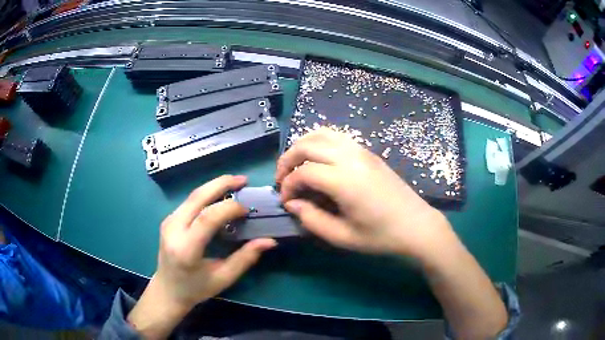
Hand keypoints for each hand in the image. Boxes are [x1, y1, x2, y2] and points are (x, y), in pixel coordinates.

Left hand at [127, 175, 276, 338]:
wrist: (167, 290)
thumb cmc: (196, 289)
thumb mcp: (223, 278)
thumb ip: (245, 258)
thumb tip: (269, 241)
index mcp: (186, 248)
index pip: (207, 218)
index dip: (229, 208)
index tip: (247, 210)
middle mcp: (173, 229)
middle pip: (197, 197)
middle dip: (221, 184)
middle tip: (243, 180)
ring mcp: (168, 221)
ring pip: (193, 195)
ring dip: (214, 186)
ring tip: (235, 184)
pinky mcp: (169, 219)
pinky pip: (190, 201)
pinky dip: (207, 195)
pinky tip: (220, 196)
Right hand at [276, 128, 451, 257]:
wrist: (416, 225)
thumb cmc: (380, 236)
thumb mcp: (342, 237)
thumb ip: (312, 219)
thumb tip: (292, 203)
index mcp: (344, 180)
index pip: (303, 173)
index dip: (288, 186)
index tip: (286, 202)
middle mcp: (351, 158)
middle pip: (307, 145)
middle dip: (288, 160)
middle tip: (283, 180)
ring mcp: (361, 150)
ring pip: (322, 133)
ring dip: (303, 145)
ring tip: (297, 165)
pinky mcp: (368, 152)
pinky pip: (337, 136)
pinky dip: (320, 142)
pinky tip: (319, 160)